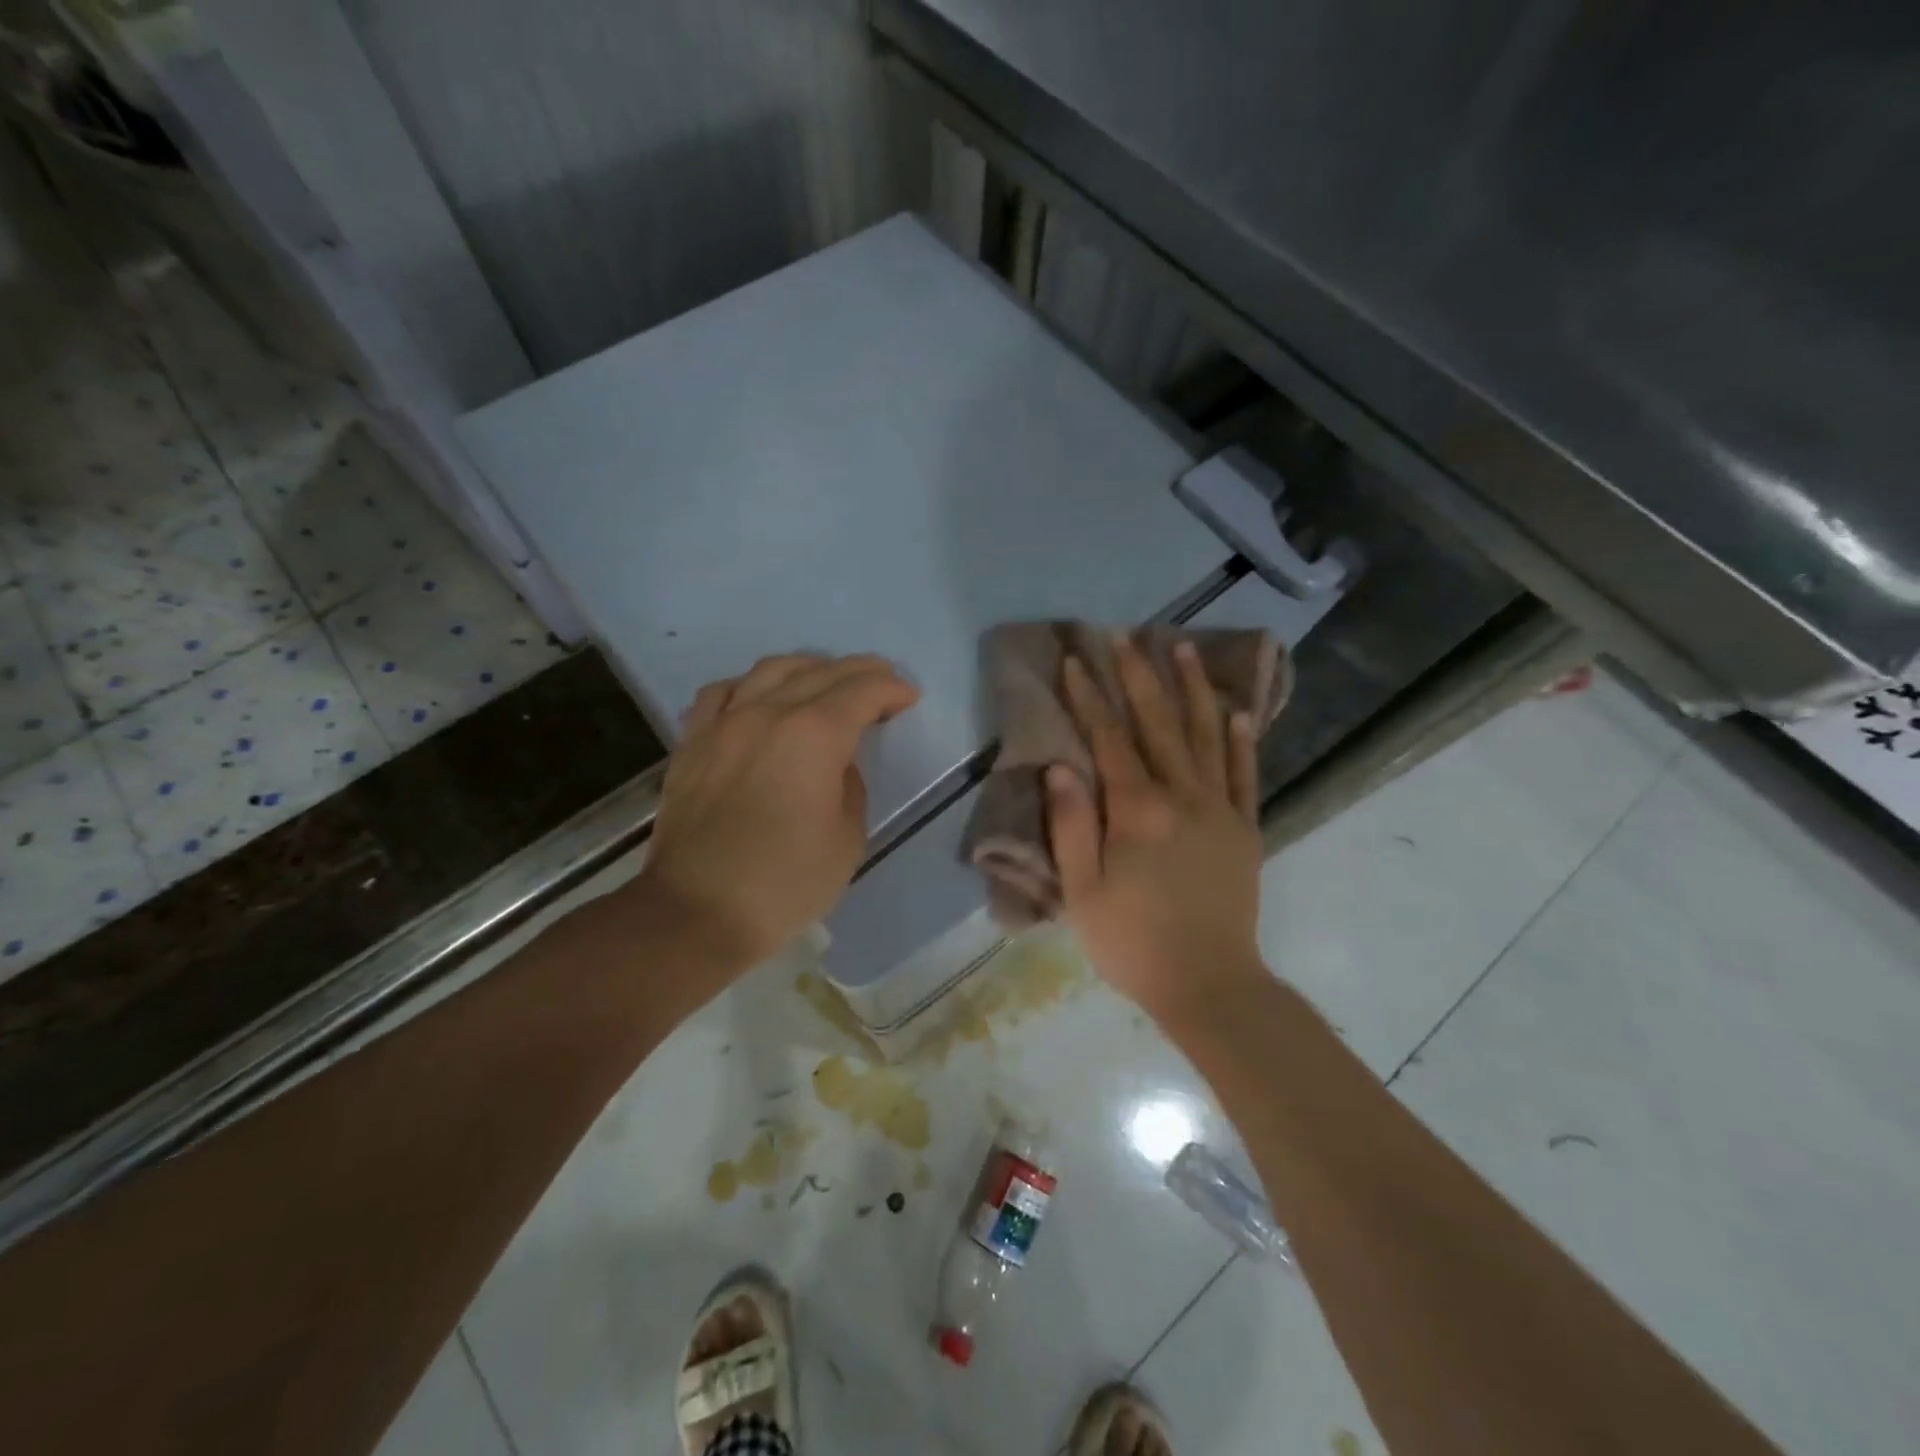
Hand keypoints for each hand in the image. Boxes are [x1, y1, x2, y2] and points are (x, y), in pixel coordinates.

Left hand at [636, 653, 918, 970]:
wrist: (696, 913)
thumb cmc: (785, 883)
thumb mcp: (847, 839)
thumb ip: (850, 786)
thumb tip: (835, 764)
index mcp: (813, 736)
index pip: (861, 692)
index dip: (890, 689)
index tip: (908, 696)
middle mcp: (766, 714)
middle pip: (819, 672)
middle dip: (859, 671)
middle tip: (882, 679)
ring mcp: (723, 724)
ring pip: (769, 671)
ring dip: (807, 667)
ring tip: (826, 678)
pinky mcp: (692, 743)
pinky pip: (721, 693)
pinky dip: (750, 685)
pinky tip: (759, 697)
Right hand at [1048, 636, 1265, 1015]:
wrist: (1210, 984)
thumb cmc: (1133, 942)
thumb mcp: (1082, 892)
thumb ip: (1070, 826)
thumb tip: (1060, 767)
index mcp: (1137, 811)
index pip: (1108, 739)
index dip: (1089, 697)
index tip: (1075, 660)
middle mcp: (1182, 796)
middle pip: (1158, 723)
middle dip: (1137, 675)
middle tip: (1124, 635)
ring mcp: (1220, 809)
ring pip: (1206, 735)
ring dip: (1193, 689)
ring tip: (1182, 648)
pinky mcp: (1246, 828)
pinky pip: (1244, 773)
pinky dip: (1240, 739)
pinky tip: (1236, 710)